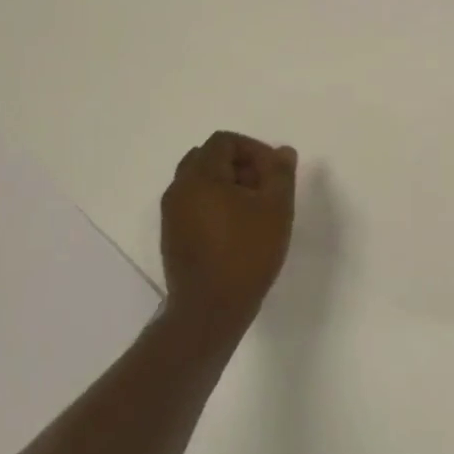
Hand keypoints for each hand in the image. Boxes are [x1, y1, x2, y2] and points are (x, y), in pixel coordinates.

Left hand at [161, 131, 297, 335]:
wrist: (209, 312)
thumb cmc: (246, 254)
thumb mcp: (276, 209)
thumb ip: (280, 173)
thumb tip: (282, 151)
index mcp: (200, 175)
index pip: (224, 141)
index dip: (254, 149)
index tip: (274, 172)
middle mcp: (179, 188)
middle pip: (209, 158)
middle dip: (240, 165)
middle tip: (265, 188)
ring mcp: (171, 215)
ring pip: (200, 182)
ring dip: (228, 185)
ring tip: (254, 210)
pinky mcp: (172, 237)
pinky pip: (194, 204)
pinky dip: (215, 204)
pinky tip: (237, 229)